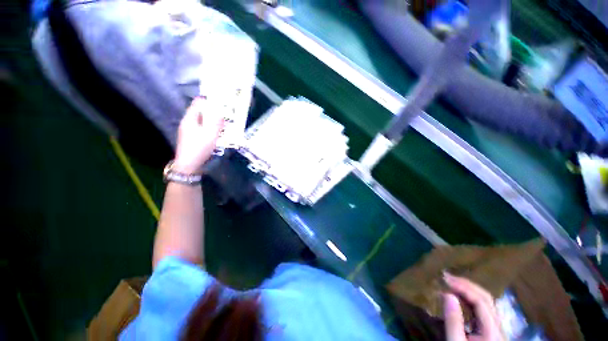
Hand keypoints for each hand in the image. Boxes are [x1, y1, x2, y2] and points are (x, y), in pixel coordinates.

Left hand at [174, 97, 223, 173]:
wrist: (188, 165)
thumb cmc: (199, 148)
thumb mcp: (210, 135)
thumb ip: (216, 122)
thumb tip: (219, 112)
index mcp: (190, 119)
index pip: (198, 103)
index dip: (208, 101)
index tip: (220, 101)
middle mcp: (187, 122)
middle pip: (200, 112)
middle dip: (212, 111)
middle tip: (225, 112)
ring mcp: (188, 130)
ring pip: (201, 120)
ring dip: (211, 120)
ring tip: (223, 122)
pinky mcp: (190, 137)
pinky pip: (201, 127)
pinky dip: (208, 127)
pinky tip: (216, 132)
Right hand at [443, 273, 503, 340]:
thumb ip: (453, 321)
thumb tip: (447, 294)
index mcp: (492, 331)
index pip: (481, 301)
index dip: (464, 287)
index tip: (445, 279)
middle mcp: (498, 326)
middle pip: (487, 298)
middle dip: (467, 285)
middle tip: (447, 277)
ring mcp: (497, 328)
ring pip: (487, 302)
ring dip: (469, 290)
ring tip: (452, 283)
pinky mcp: (491, 330)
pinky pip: (484, 308)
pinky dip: (471, 298)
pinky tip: (460, 296)